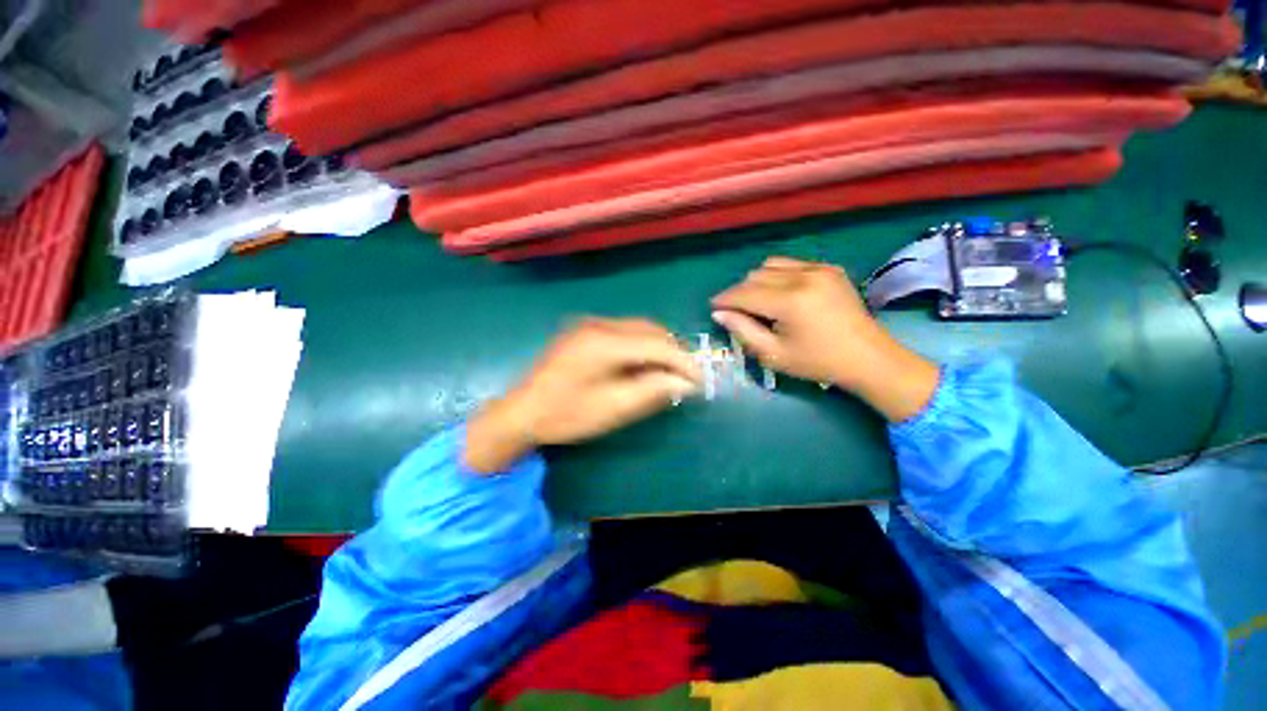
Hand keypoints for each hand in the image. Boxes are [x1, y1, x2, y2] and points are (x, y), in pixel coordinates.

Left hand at [464, 318, 701, 472]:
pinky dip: (642, 346)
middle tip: (686, 378)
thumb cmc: (566, 415)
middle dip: (674, 352)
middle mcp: (599, 324)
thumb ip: (653, 391)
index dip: (684, 361)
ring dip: (659, 348)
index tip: (701, 381)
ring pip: (639, 328)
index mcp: (604, 343)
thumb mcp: (614, 408)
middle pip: (651, 330)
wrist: (522, 412)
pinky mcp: (586, 331)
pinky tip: (644, 365)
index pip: (658, 344)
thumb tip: (687, 383)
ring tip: (669, 373)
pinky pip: (625, 332)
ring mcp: (590, 324)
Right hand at [710, 256, 938, 421]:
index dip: (724, 300)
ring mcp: (819, 268)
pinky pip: (791, 264)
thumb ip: (742, 331)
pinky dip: (778, 276)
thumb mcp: (773, 355)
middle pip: (755, 276)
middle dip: (740, 293)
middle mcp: (804, 276)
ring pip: (770, 265)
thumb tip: (719, 313)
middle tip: (739, 313)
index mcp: (790, 301)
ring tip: (760, 303)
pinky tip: (782, 295)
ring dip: (757, 282)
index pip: (744, 293)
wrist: (868, 357)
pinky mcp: (829, 268)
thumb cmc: (817, 362)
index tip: (714, 308)